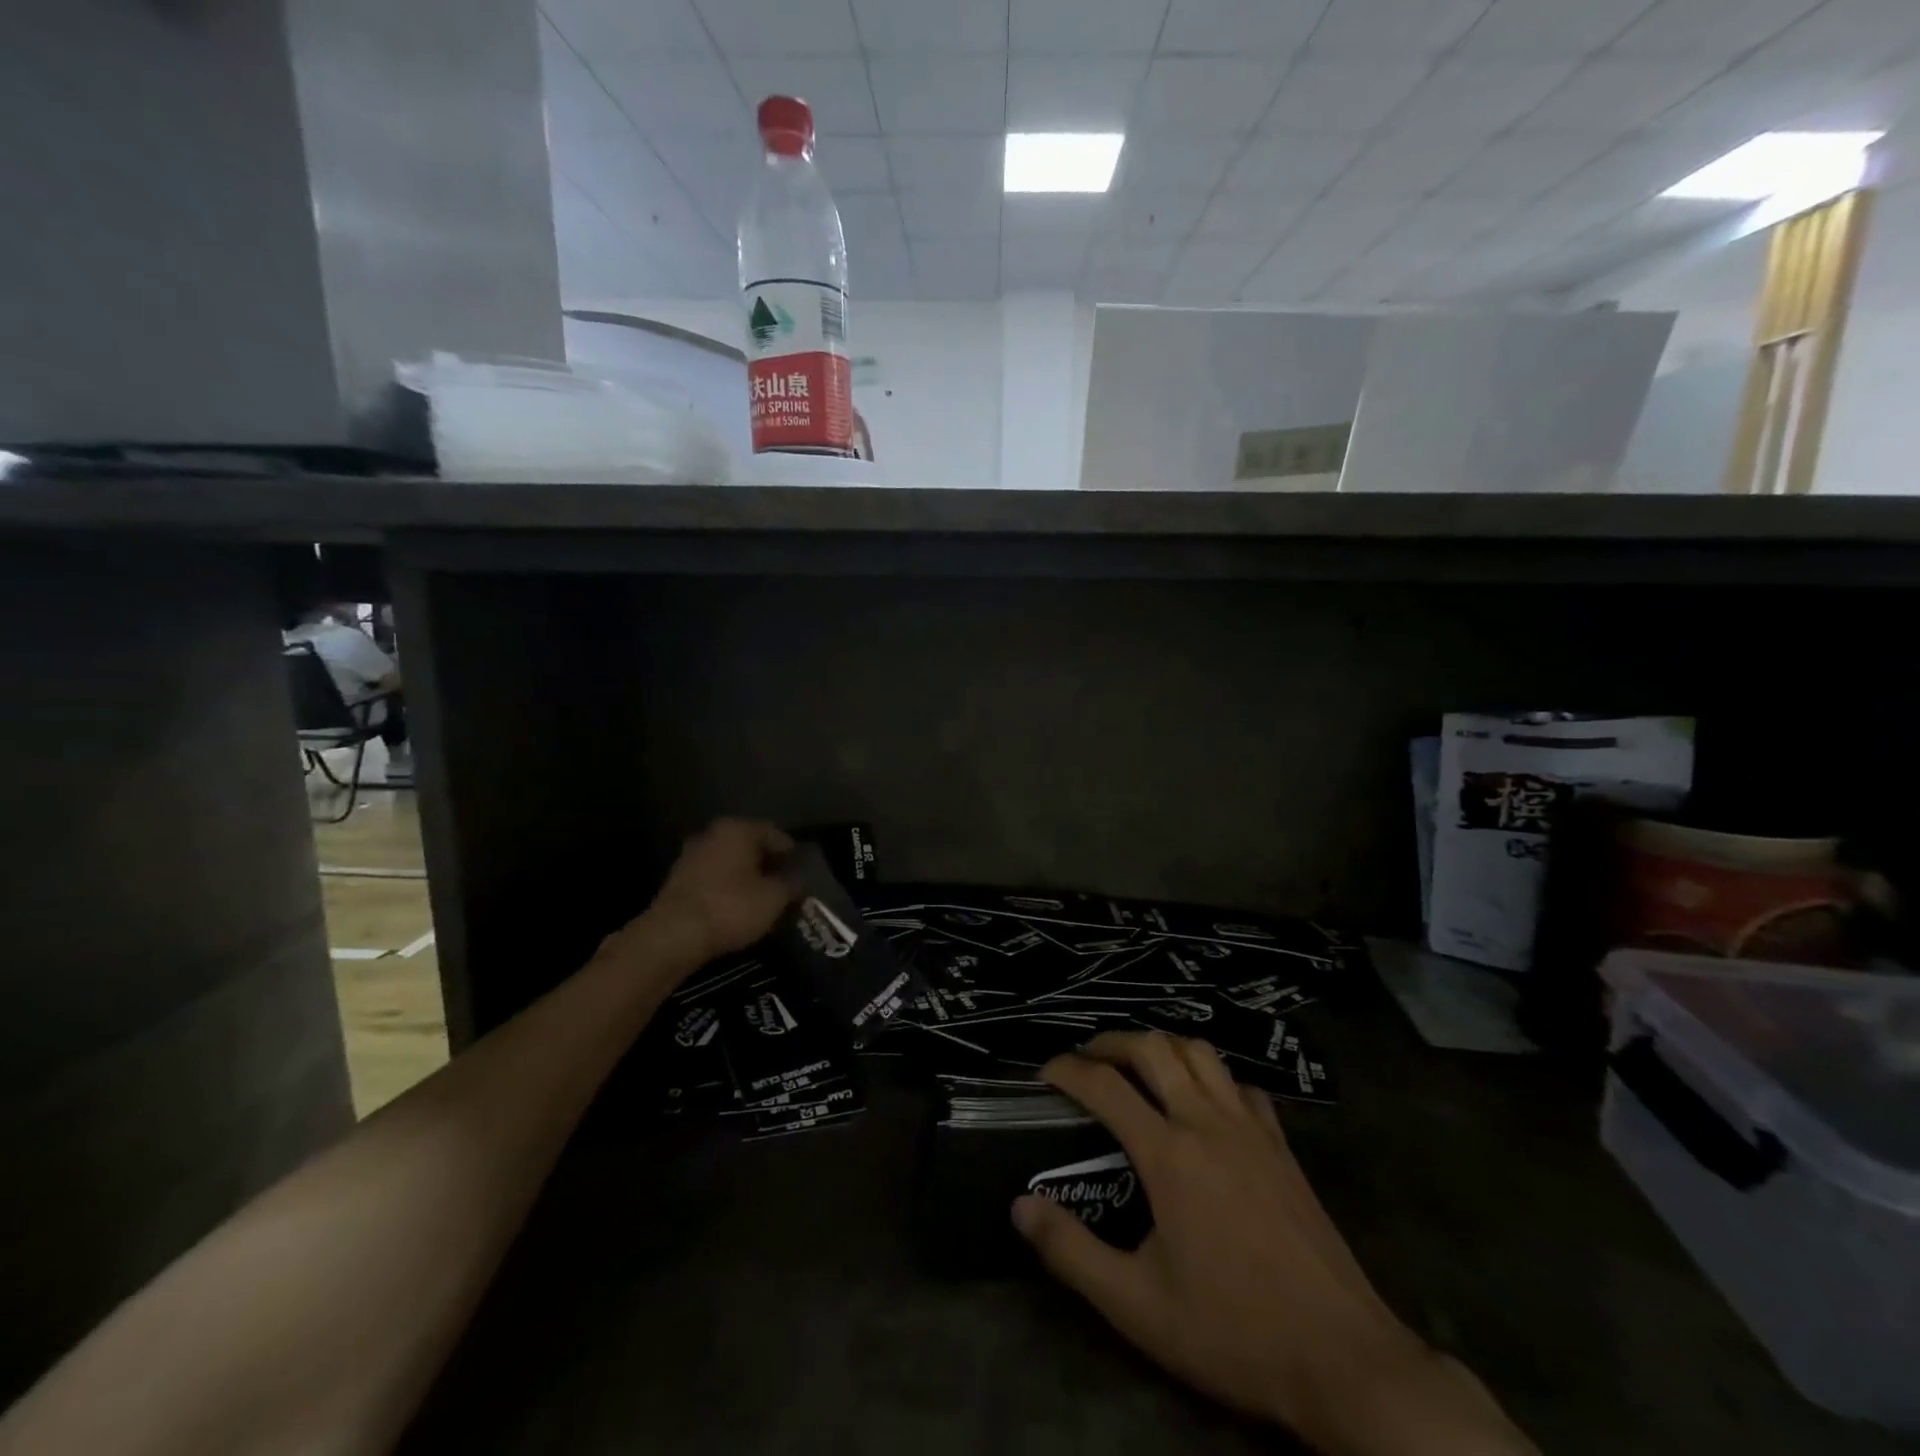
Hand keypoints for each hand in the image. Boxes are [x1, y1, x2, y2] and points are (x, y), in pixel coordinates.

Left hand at [643, 819, 796, 962]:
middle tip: (784, 885)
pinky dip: (727, 888)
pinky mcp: (677, 881)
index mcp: (738, 829)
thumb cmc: (731, 907)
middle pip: (750, 846)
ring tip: (762, 899)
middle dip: (767, 864)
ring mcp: (691, 856)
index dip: (792, 854)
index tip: (802, 873)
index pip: (775, 834)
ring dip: (746, 877)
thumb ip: (791, 884)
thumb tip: (798, 880)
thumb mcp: (774, 898)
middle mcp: (713, 834)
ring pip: (730, 862)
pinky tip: (737, 907)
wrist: (674, 935)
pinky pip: (713, 879)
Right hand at [1013, 1032, 1531, 1455]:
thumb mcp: (1137, 1306)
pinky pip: (1239, 1084)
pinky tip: (1205, 1101)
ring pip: (1200, 1052)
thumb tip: (1020, 1206)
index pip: (1104, 1085)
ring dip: (1162, 1046)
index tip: (1044, 1072)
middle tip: (1088, 1059)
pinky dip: (1211, 1076)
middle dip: (1111, 1042)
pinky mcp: (1282, 1144)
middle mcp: (1207, 1122)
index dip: (1067, 1069)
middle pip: (1153, 1047)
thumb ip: (1072, 1252)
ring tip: (1140, 1065)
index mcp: (1168, 1154)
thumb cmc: (1233, 1331)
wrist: (1342, 1358)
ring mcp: (1250, 1127)